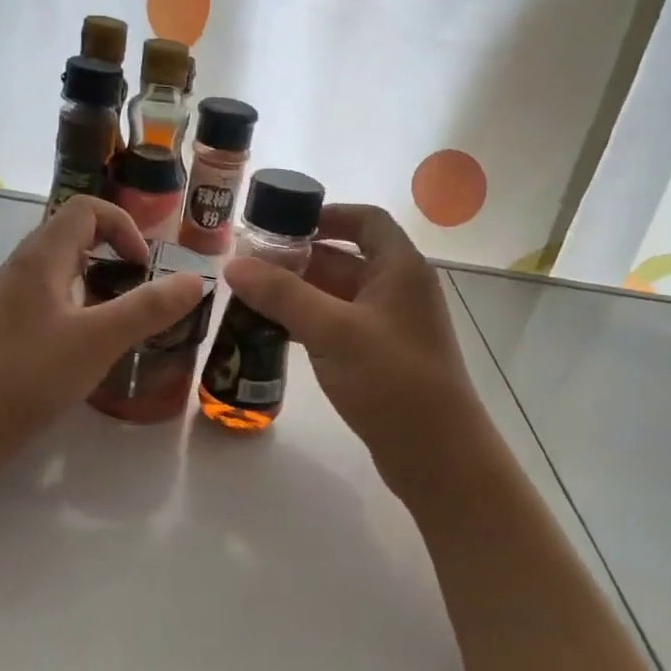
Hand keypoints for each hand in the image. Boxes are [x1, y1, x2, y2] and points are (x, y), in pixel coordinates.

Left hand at [0, 196, 205, 478]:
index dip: (123, 227)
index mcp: (42, 257)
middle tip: (138, 293)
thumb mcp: (99, 340)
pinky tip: (84, 349)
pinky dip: (75, 310)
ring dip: (95, 284)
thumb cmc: (28, 374)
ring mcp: (6, 300)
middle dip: (113, 255)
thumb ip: (149, 308)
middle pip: (71, 236)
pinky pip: (46, 301)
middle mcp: (20, 268)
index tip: (143, 269)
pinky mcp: (1, 329)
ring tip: (118, 321)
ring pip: (59, 271)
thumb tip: (196, 280)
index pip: (86, 208)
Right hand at [223, 205, 490, 496]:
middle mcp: (399, 290)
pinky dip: (309, 324)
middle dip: (299, 259)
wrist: (437, 455)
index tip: (281, 224)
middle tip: (249, 267)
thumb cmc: (391, 380)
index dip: (326, 214)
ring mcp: (391, 327)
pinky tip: (273, 334)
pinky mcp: (381, 359)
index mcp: (400, 269)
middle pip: (346, 258)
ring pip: (338, 296)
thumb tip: (234, 265)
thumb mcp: (332, 330)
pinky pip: (339, 327)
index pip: (366, 220)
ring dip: (299, 295)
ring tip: (250, 299)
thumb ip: (282, 294)